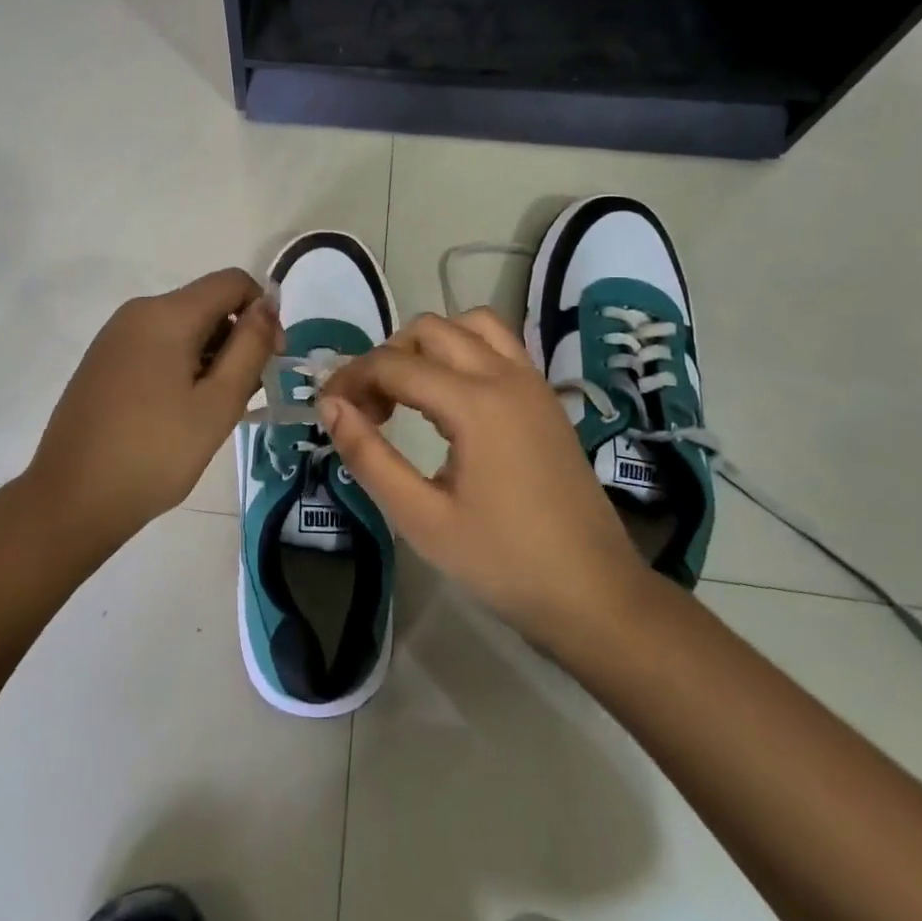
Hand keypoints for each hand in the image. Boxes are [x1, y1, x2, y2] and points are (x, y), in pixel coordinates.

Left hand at [24, 269, 279, 535]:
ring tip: (211, 414)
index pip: (232, 282)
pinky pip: (156, 346)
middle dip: (236, 341)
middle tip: (243, 399)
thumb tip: (268, 303)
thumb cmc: (154, 453)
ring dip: (210, 358)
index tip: (270, 361)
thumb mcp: (218, 404)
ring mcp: (115, 336)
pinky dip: (181, 367)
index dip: (263, 312)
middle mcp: (138, 312)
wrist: (71, 500)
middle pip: (207, 305)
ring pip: (182, 328)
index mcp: (166, 314)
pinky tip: (179, 414)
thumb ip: (249, 347)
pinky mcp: (103, 360)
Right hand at [319, 309, 651, 648]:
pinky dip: (463, 351)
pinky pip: (498, 345)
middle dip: (387, 358)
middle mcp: (506, 376)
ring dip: (429, 345)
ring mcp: (532, 383)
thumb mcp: (421, 519)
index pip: (394, 364)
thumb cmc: (503, 563)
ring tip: (408, 392)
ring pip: (471, 325)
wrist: (595, 595)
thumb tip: (330, 405)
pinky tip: (450, 401)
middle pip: (430, 329)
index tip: (327, 408)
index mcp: (475, 403)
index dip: (351, 378)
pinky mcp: (546, 398)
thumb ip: (368, 455)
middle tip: (368, 408)